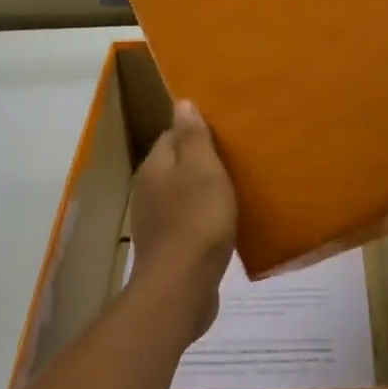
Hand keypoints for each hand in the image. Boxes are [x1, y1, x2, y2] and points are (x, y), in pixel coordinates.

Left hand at [128, 100, 236, 338]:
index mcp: (154, 166)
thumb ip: (193, 136)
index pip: (173, 135)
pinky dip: (205, 219)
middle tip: (239, 159)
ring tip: (237, 189)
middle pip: (178, 165)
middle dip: (204, 161)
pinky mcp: (169, 248)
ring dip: (205, 191)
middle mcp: (148, 190)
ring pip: (183, 194)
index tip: (228, 132)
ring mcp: (156, 221)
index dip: (199, 131)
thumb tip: (181, 102)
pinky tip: (226, 224)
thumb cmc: (197, 220)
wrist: (182, 286)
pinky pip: (189, 222)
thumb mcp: (202, 170)